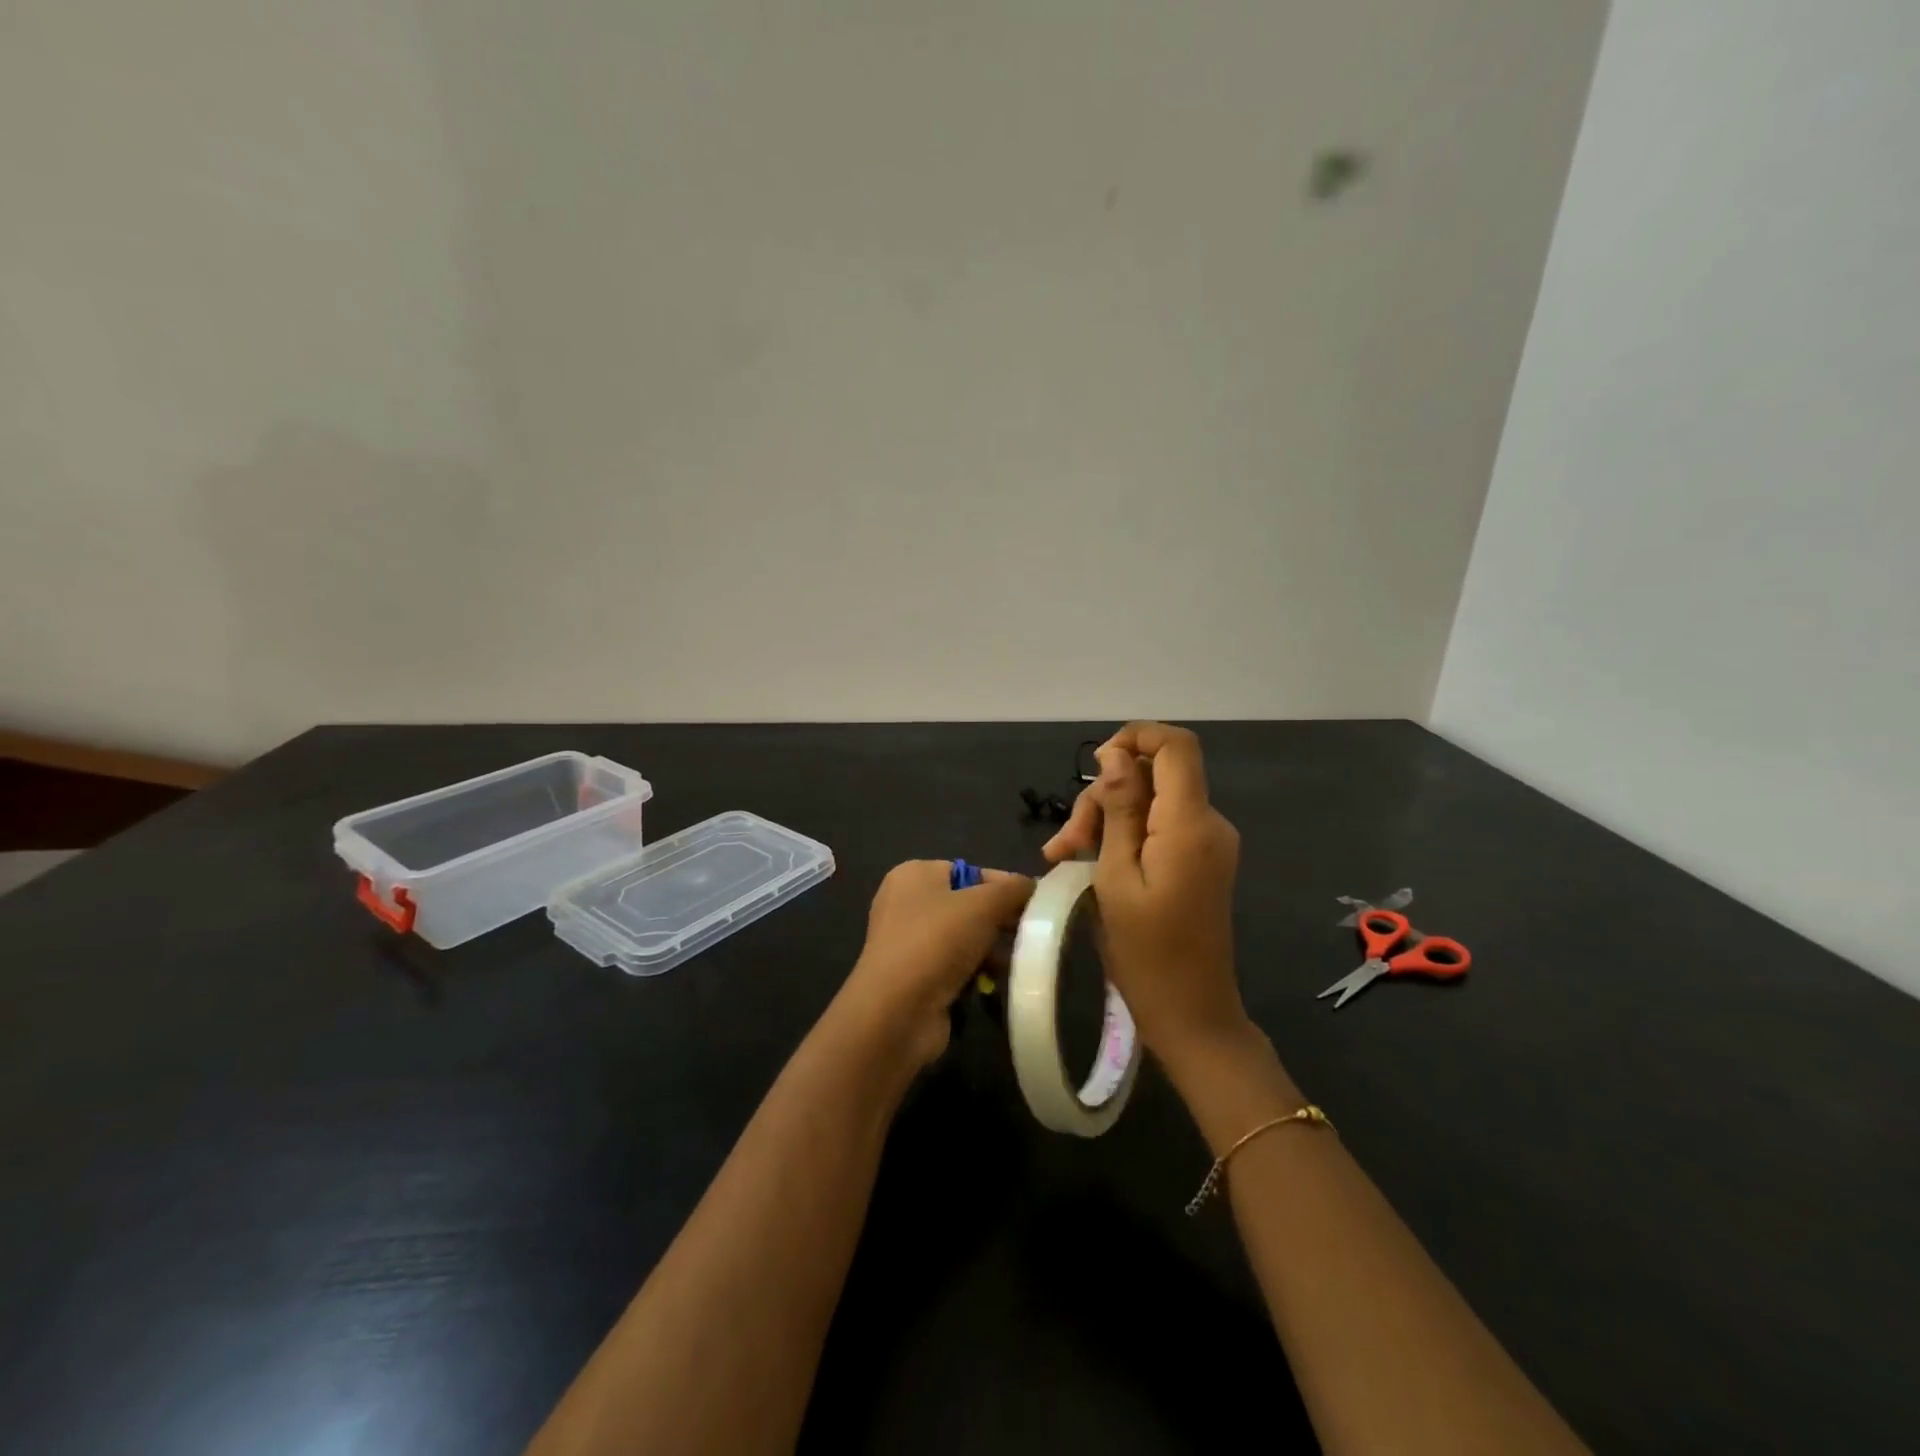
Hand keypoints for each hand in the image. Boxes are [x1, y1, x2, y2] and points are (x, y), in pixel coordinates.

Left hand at [843, 860, 1034, 1069]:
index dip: (1004, 886)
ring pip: (964, 938)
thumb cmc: (937, 942)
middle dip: (1000, 920)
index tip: (1035, 904)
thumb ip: (1011, 889)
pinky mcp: (914, 977)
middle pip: (967, 905)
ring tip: (1017, 962)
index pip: (970, 871)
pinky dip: (975, 973)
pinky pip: (954, 966)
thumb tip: (1031, 886)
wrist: (896, 1012)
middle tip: (1031, 935)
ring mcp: (908, 942)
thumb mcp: (983, 904)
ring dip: (991, 950)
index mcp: (914, 875)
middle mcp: (906, 903)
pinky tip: (994, 983)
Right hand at [1043, 723, 1251, 1076]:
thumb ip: (1119, 808)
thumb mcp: (1116, 876)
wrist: (1192, 1015)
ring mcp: (1206, 842)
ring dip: (1105, 820)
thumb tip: (1116, 754)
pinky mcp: (1199, 860)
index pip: (1176, 746)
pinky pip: (1158, 827)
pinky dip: (1123, 837)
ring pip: (1150, 801)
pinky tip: (1088, 863)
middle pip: (1153, 775)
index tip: (1095, 766)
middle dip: (1103, 797)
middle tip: (1065, 843)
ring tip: (1064, 858)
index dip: (1135, 737)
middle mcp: (1208, 823)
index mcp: (1190, 824)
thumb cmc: (1145, 953)